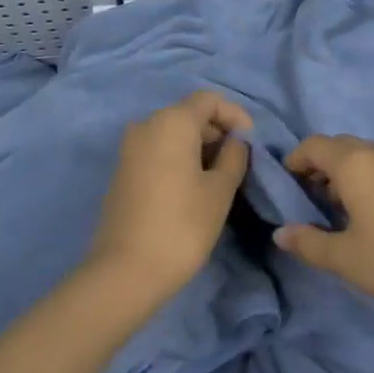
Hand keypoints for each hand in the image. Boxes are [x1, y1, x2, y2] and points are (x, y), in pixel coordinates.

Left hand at [88, 90, 252, 302]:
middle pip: (190, 113)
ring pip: (173, 133)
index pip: (210, 100)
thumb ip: (234, 156)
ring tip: (219, 175)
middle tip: (238, 161)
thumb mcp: (220, 190)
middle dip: (217, 131)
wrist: (124, 272)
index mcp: (172, 121)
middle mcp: (147, 124)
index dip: (235, 115)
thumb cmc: (181, 226)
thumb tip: (236, 141)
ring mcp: (130, 147)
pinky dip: (179, 157)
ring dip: (199, 146)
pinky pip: (158, 149)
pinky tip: (192, 186)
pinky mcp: (122, 170)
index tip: (251, 143)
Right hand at [273, 135, 373, 325]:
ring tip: (335, 210)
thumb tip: (280, 233)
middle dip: (319, 166)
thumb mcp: (345, 258)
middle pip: (339, 146)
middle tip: (307, 199)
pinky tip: (367, 214)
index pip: (314, 145)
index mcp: (355, 162)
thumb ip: (308, 243)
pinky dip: (366, 178)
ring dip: (344, 173)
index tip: (286, 185)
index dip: (295, 160)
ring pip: (362, 155)